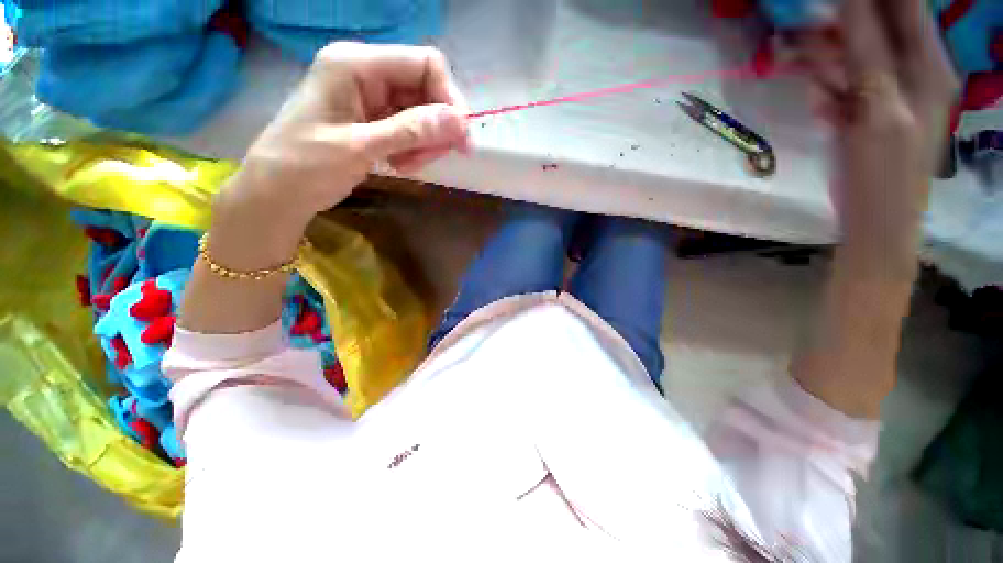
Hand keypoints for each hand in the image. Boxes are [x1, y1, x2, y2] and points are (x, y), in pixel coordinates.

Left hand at [218, 42, 469, 237]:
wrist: (279, 190)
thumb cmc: (306, 165)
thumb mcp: (359, 147)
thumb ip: (410, 131)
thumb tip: (460, 122)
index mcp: (356, 64)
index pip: (424, 64)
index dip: (448, 99)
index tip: (459, 138)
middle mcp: (366, 72)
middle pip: (426, 89)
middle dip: (436, 127)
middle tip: (431, 159)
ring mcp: (371, 96)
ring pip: (422, 112)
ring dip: (425, 142)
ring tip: (406, 165)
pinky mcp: (374, 118)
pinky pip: (410, 128)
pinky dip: (414, 149)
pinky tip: (399, 164)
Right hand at [800, 0, 956, 275]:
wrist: (875, 222)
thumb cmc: (882, 175)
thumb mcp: (878, 112)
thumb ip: (868, 56)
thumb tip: (850, 3)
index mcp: (927, 65)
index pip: (904, 5)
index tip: (831, 2)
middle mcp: (915, 69)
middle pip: (878, 25)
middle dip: (840, 28)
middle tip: (804, 34)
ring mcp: (893, 90)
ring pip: (857, 54)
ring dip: (828, 61)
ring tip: (811, 79)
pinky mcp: (872, 108)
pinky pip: (847, 83)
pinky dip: (829, 89)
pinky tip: (822, 105)